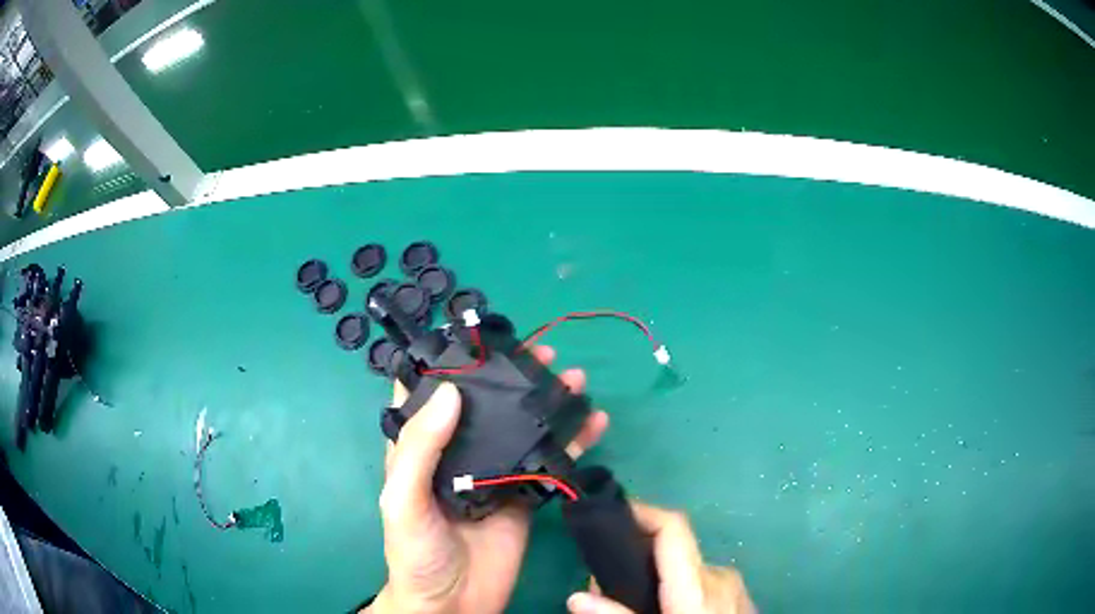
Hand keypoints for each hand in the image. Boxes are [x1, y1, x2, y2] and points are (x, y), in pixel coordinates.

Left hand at [366, 346, 608, 613]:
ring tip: (574, 377)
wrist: (452, 603)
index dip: (449, 364)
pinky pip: (551, 462)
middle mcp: (459, 454)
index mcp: (422, 450)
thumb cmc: (415, 552)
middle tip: (542, 351)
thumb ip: (420, 449)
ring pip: (523, 428)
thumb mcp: (402, 500)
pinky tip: (594, 423)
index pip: (430, 395)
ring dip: (548, 402)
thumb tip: (453, 392)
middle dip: (512, 376)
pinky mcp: (525, 497)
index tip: (477, 336)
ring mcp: (496, 475)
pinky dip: (574, 442)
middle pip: (486, 406)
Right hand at [566, 503, 754, 613]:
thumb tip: (576, 597)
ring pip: (686, 573)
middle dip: (637, 563)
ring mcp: (733, 587)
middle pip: (672, 554)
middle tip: (607, 589)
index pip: (673, 527)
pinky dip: (680, 592)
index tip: (612, 513)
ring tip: (635, 607)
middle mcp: (719, 575)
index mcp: (698, 583)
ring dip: (658, 582)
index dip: (643, 511)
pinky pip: (703, 585)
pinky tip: (667, 612)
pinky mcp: (740, 598)